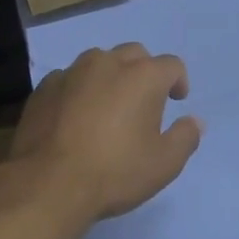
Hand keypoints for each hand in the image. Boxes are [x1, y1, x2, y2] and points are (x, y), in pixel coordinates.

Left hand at [10, 45, 202, 224]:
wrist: (48, 184)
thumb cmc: (115, 172)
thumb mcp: (164, 164)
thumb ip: (185, 137)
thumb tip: (194, 121)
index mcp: (143, 76)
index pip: (171, 65)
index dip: (178, 82)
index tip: (176, 101)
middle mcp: (107, 63)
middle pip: (134, 54)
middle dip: (144, 72)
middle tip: (144, 102)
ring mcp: (71, 73)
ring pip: (98, 61)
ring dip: (110, 77)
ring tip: (108, 106)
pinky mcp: (44, 88)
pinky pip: (70, 79)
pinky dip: (79, 90)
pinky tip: (76, 117)